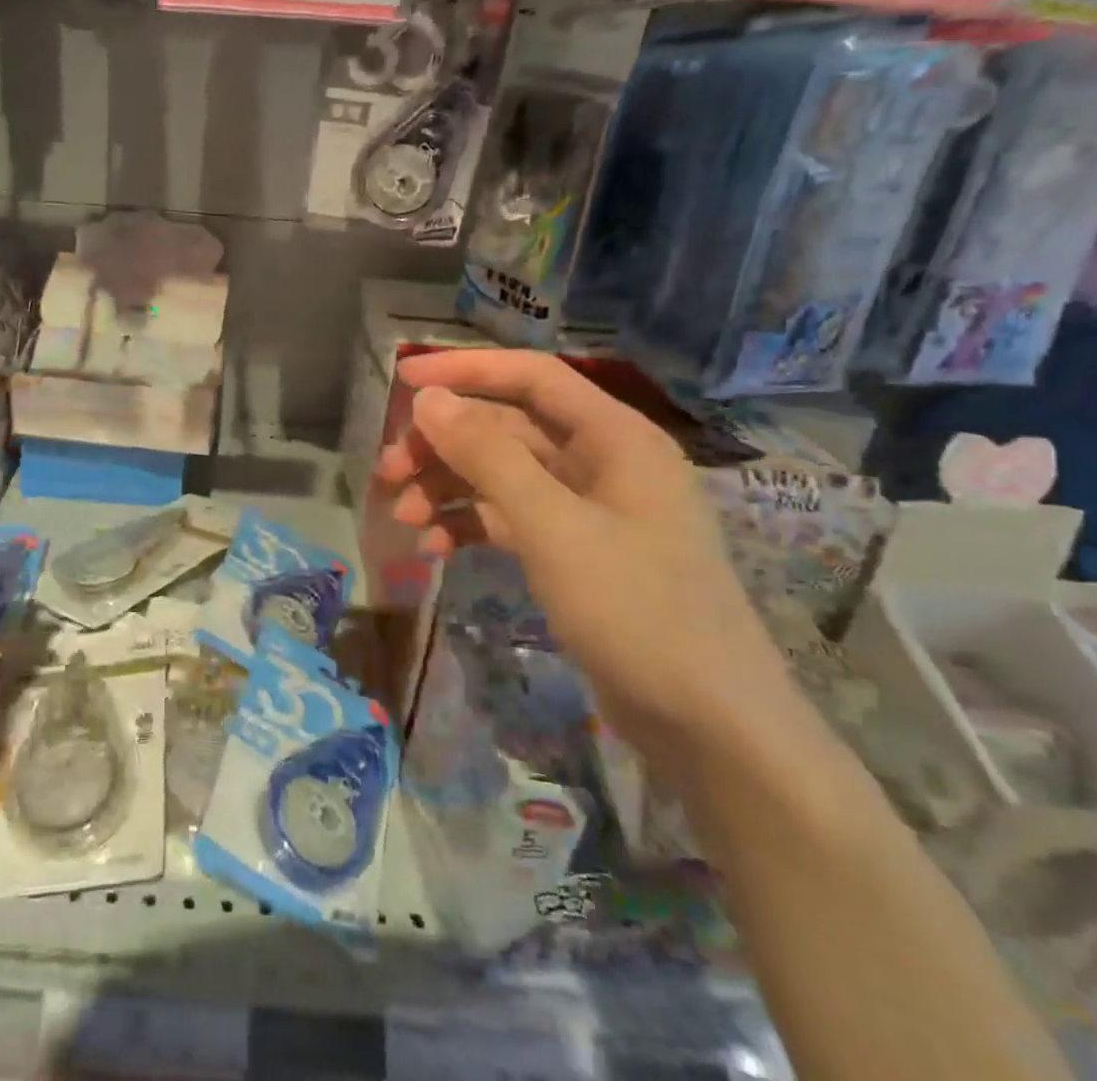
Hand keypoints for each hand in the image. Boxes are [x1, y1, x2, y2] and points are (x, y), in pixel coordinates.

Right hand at [375, 349, 798, 766]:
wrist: (709, 727)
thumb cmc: (636, 610)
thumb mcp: (552, 526)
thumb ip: (487, 456)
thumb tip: (427, 398)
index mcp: (614, 437)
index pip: (531, 376)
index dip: (465, 368)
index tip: (402, 377)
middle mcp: (601, 462)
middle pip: (506, 428)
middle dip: (443, 445)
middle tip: (386, 469)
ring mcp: (587, 510)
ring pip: (501, 475)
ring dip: (447, 487)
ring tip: (400, 515)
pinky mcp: (573, 552)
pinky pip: (509, 519)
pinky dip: (468, 525)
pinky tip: (432, 547)